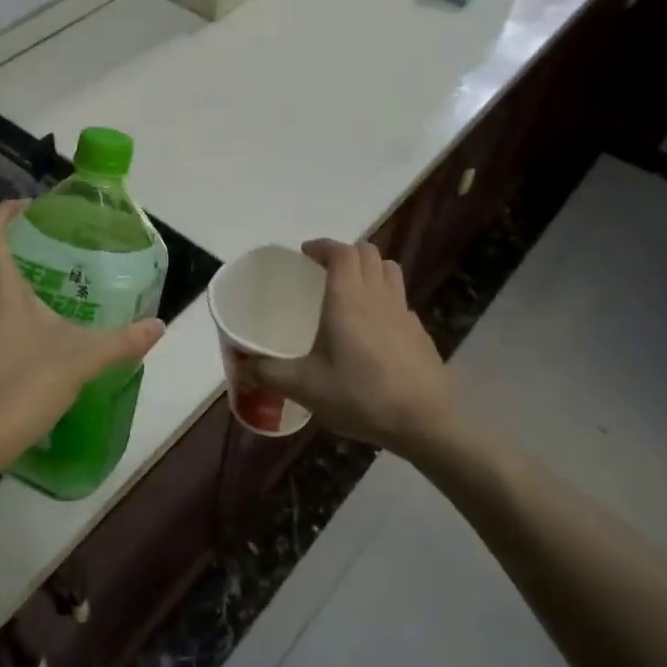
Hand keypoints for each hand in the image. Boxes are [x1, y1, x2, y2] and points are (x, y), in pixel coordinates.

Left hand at [0, 201, 165, 472]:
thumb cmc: (26, 384)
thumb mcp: (84, 358)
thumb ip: (123, 340)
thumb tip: (158, 325)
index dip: (5, 211)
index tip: (30, 208)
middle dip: (10, 244)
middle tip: (46, 247)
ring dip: (5, 279)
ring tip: (43, 287)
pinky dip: (0, 310)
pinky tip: (28, 333)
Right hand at [249, 238, 453, 457]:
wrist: (426, 421)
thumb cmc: (361, 395)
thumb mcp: (304, 387)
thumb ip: (268, 373)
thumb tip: (240, 366)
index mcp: (347, 298)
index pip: (341, 251)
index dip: (323, 246)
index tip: (305, 254)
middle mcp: (377, 296)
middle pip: (368, 253)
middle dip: (345, 253)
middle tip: (323, 270)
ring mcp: (403, 312)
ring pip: (389, 270)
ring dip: (369, 268)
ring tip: (351, 288)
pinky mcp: (419, 333)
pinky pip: (400, 299)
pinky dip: (385, 297)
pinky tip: (373, 327)